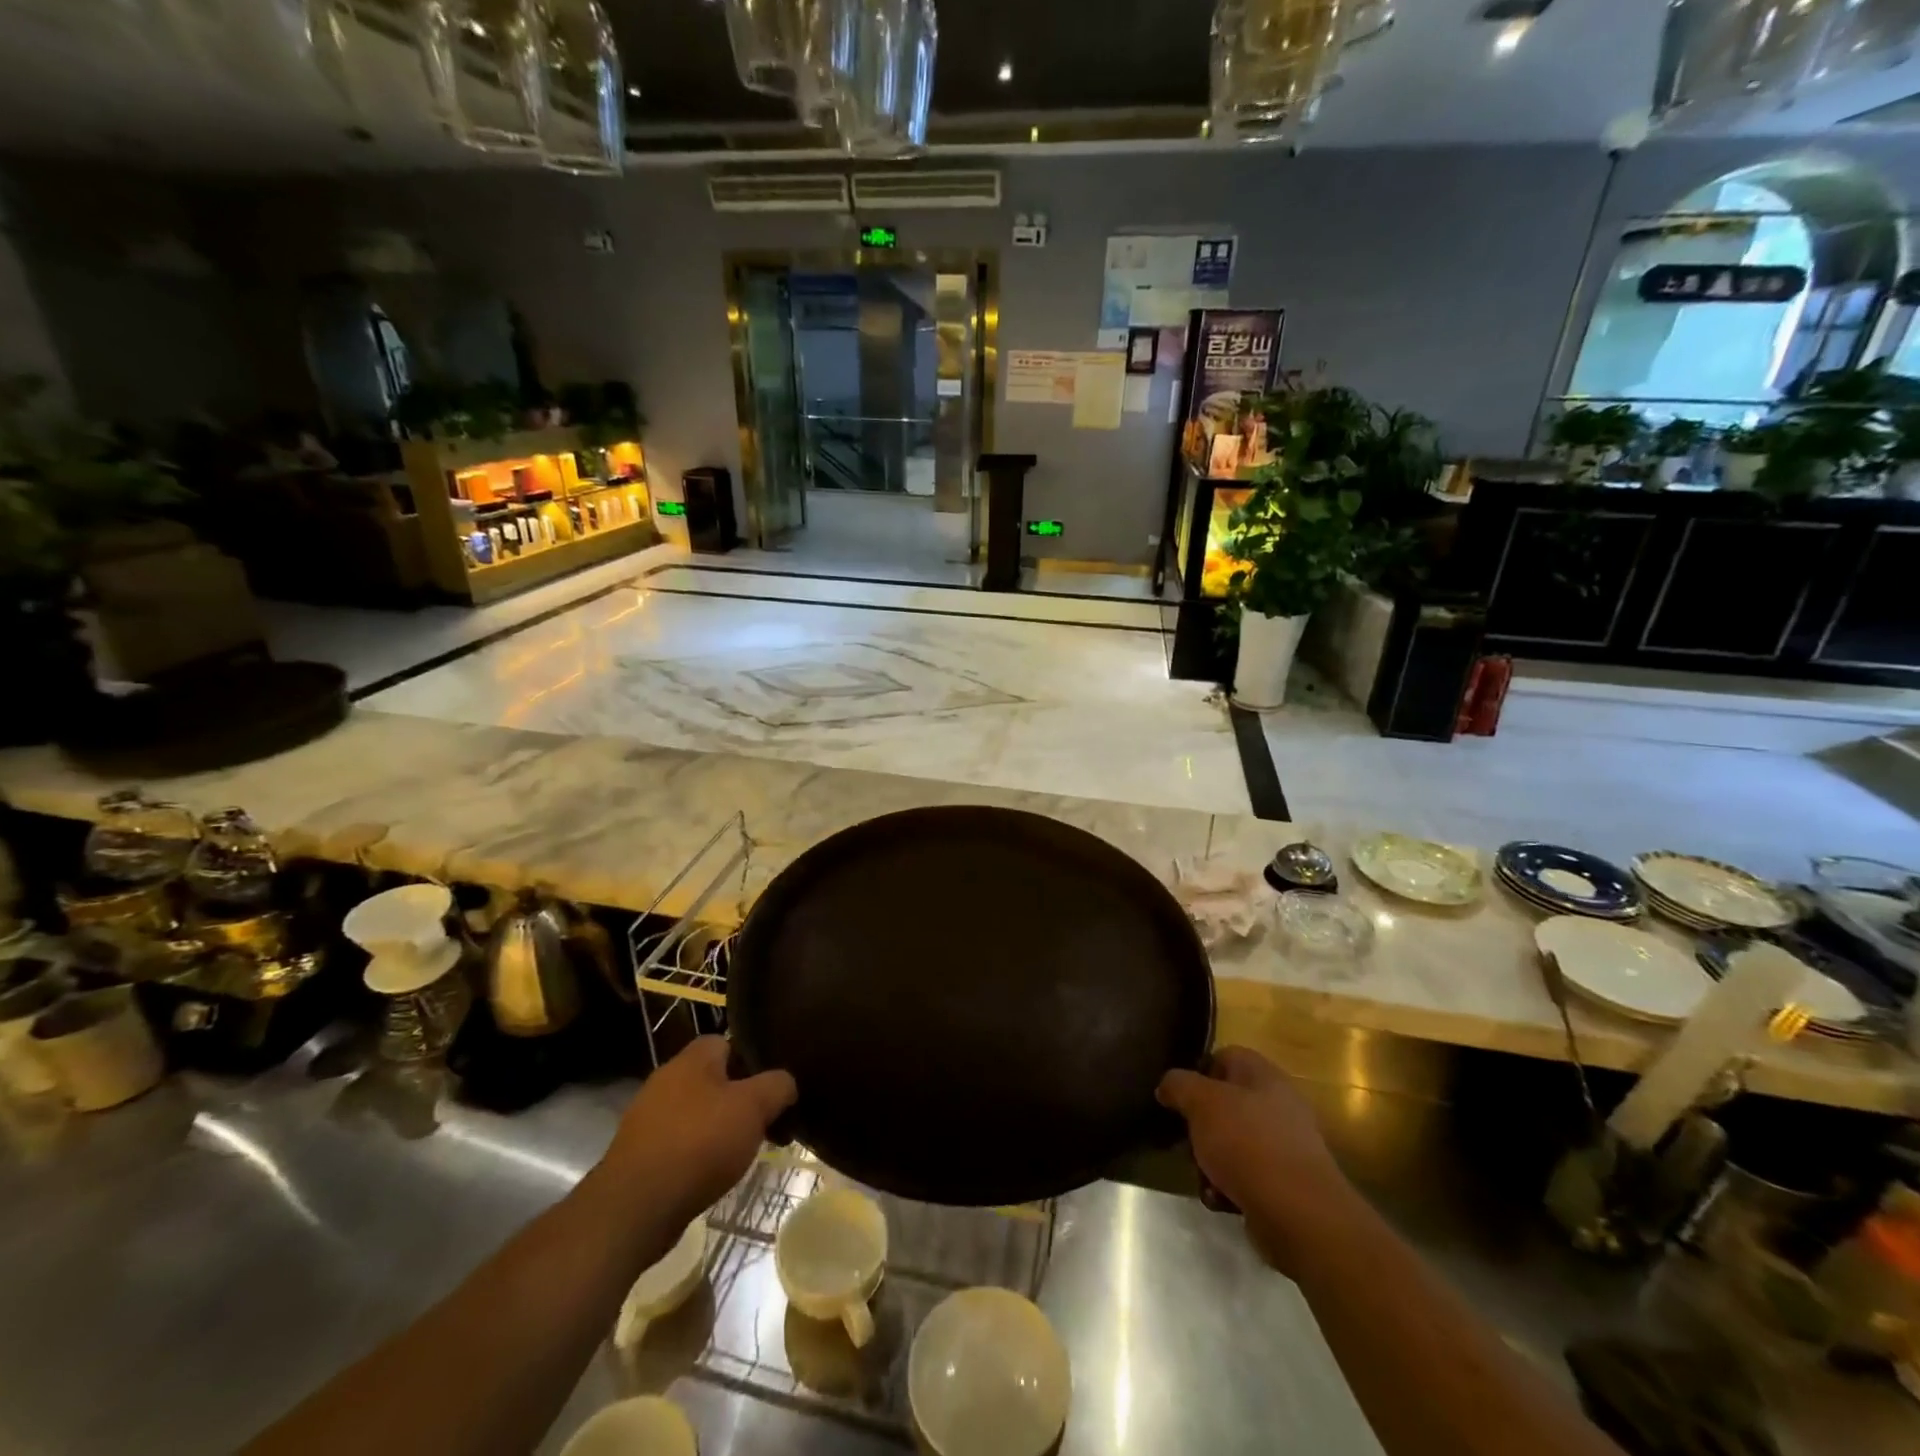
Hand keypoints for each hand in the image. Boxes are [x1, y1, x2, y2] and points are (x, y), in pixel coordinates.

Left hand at [601, 1037, 796, 1229]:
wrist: (634, 1208)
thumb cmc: (699, 1143)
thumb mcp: (754, 1107)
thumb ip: (777, 1086)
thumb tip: (786, 1083)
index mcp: (691, 1059)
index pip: (728, 1042)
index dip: (753, 1060)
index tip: (773, 1087)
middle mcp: (666, 1080)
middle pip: (713, 1079)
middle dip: (739, 1099)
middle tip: (764, 1122)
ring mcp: (648, 1119)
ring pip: (697, 1113)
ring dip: (719, 1129)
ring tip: (742, 1153)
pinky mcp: (639, 1155)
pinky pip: (679, 1143)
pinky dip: (697, 1155)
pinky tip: (712, 1175)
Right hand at [1158, 1046, 1353, 1271]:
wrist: (1298, 1213)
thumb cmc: (1247, 1143)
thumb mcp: (1201, 1102)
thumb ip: (1178, 1085)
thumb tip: (1167, 1085)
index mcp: (1263, 1074)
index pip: (1224, 1057)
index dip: (1197, 1072)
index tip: (1178, 1096)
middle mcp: (1279, 1104)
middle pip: (1226, 1103)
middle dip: (1201, 1123)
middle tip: (1186, 1138)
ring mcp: (1285, 1145)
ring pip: (1233, 1141)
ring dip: (1211, 1159)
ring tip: (1202, 1176)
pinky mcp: (1286, 1184)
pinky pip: (1247, 1176)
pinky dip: (1229, 1186)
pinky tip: (1219, 1199)